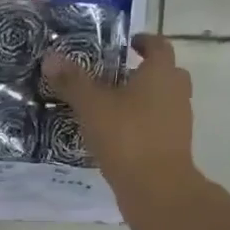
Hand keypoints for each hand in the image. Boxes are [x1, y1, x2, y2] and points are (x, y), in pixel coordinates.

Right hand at [41, 34, 206, 220]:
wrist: (156, 188)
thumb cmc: (127, 136)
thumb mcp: (92, 106)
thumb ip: (72, 81)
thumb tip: (51, 56)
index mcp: (161, 74)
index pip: (159, 46)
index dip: (144, 41)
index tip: (128, 43)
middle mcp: (176, 92)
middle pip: (165, 73)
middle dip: (143, 72)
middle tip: (116, 76)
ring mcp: (178, 121)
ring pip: (162, 100)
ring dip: (142, 99)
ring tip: (110, 106)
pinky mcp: (172, 146)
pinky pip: (157, 125)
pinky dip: (141, 123)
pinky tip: (115, 134)